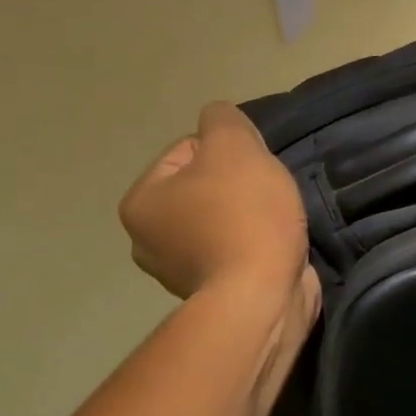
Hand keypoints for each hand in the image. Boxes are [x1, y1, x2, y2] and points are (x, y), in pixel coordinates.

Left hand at [120, 103, 316, 313]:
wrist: (262, 296)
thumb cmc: (242, 214)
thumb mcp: (233, 145)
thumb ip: (222, 119)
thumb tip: (217, 120)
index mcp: (141, 202)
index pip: (187, 149)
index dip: (227, 151)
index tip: (250, 170)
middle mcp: (148, 239)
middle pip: (205, 185)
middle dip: (238, 184)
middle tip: (264, 194)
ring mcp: (179, 270)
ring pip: (223, 216)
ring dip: (250, 213)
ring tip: (274, 220)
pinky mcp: (213, 292)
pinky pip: (236, 248)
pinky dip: (255, 242)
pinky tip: (274, 244)